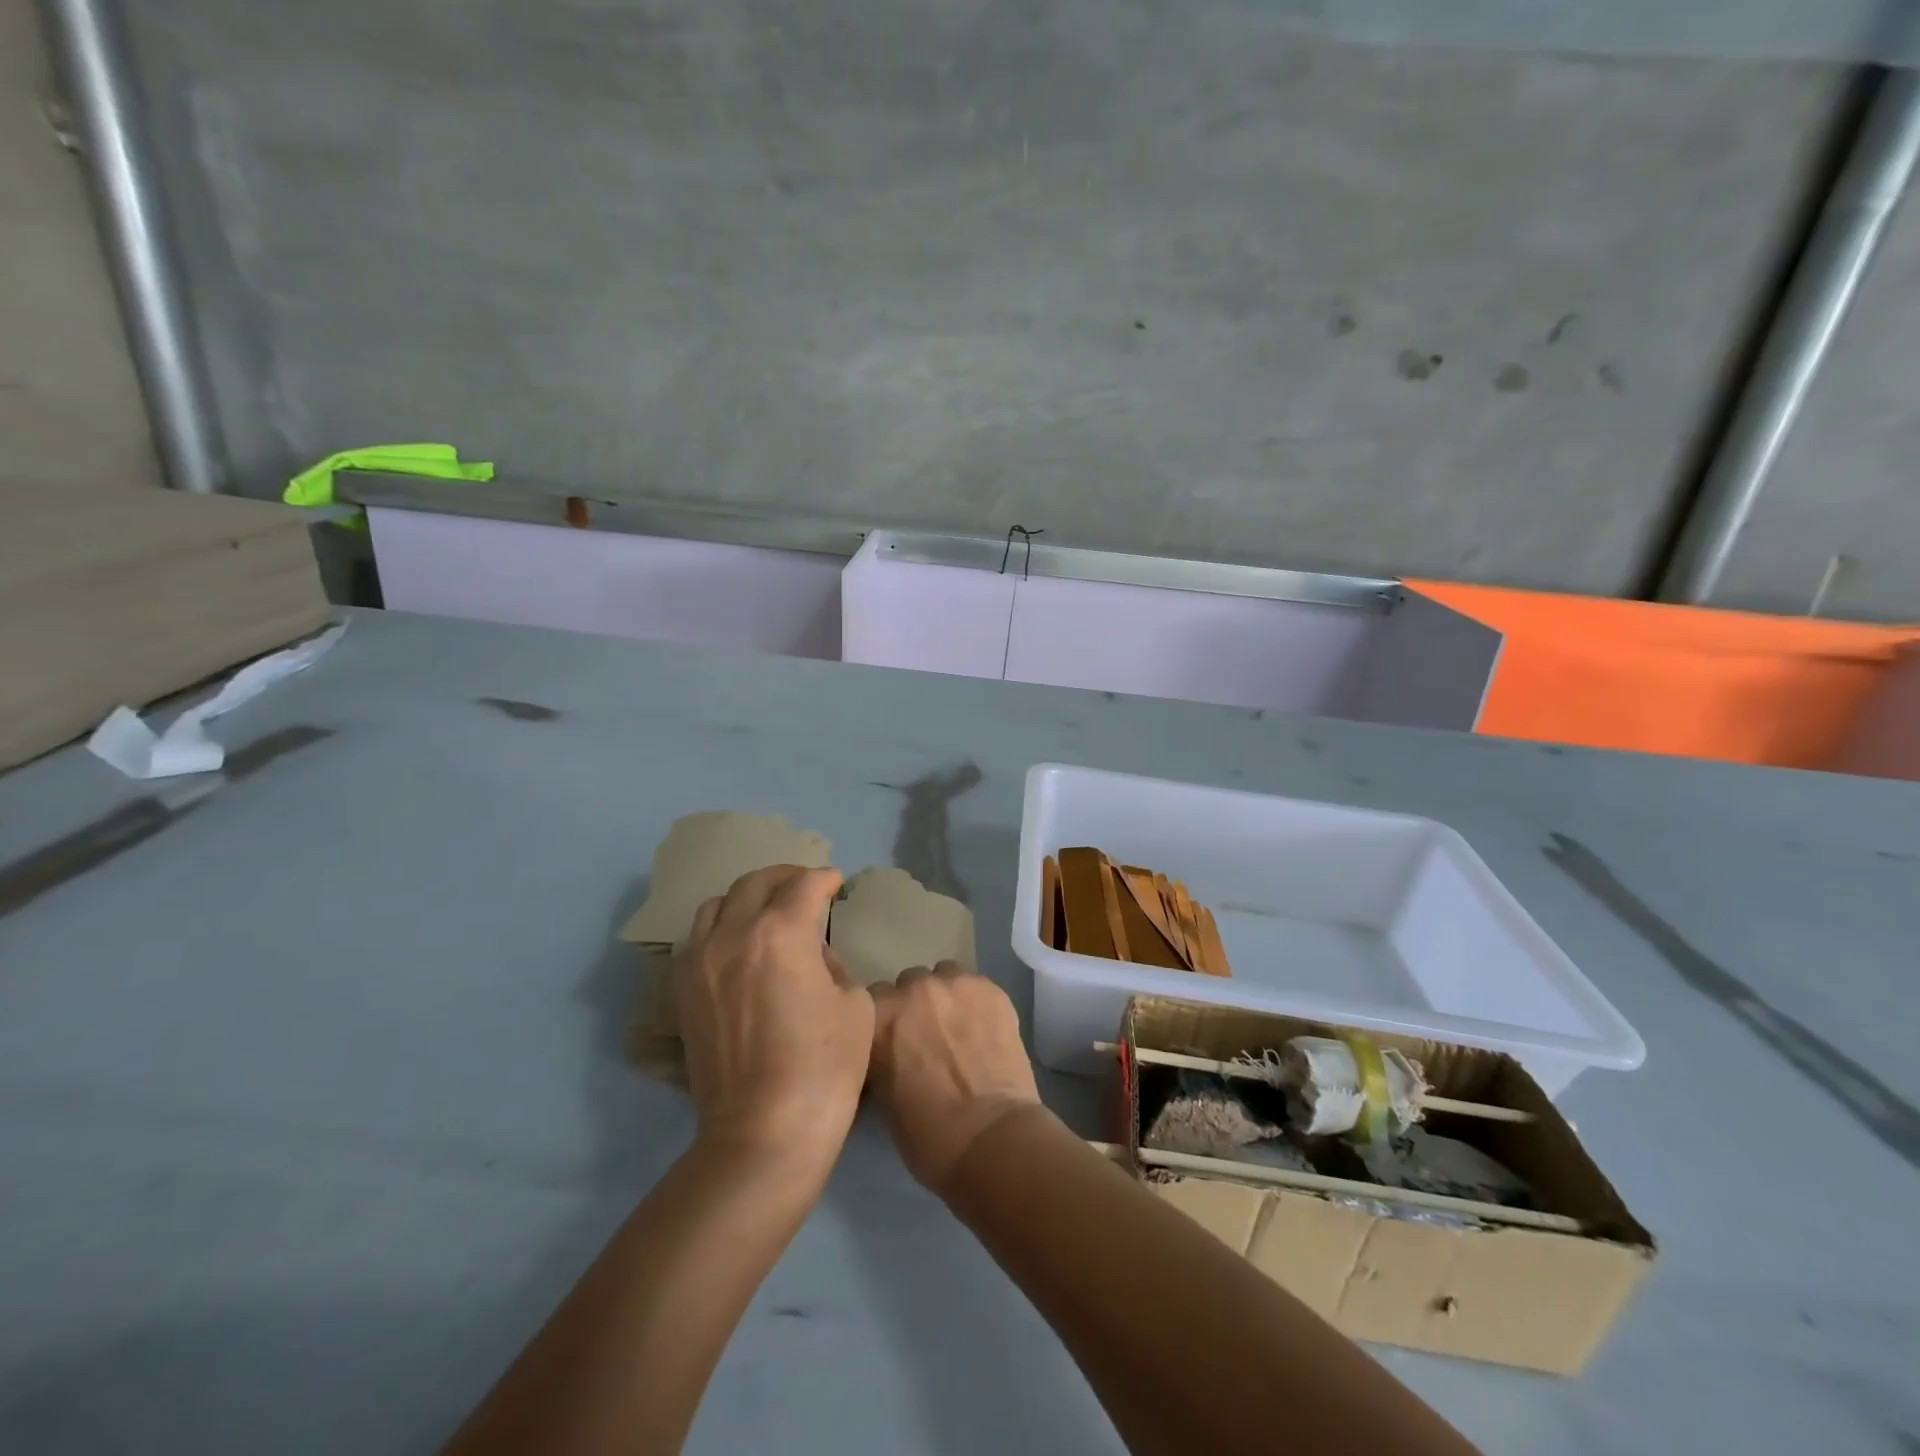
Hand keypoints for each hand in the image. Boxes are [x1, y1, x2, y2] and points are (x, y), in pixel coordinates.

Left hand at [675, 866, 873, 1169]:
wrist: (764, 1131)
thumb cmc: (824, 1066)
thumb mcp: (853, 1003)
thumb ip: (832, 963)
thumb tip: (811, 955)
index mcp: (782, 932)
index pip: (805, 885)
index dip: (825, 879)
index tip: (836, 883)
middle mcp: (734, 934)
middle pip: (756, 883)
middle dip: (786, 877)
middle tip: (805, 886)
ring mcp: (700, 961)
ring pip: (717, 905)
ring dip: (747, 899)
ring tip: (766, 911)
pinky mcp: (683, 991)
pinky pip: (697, 939)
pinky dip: (721, 929)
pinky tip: (738, 947)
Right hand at [867, 963, 1042, 1191]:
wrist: (990, 1138)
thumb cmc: (928, 1134)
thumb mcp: (882, 1096)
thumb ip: (881, 1056)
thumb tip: (888, 1050)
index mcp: (877, 1015)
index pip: (871, 1002)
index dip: (885, 1023)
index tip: (894, 1042)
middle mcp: (912, 988)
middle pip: (908, 984)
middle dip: (915, 1007)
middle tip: (928, 1038)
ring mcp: (954, 983)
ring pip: (944, 977)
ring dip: (946, 998)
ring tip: (959, 1030)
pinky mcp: (990, 988)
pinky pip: (975, 986)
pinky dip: (976, 1003)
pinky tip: (985, 1031)